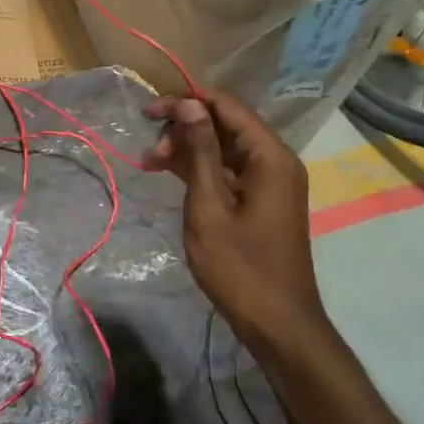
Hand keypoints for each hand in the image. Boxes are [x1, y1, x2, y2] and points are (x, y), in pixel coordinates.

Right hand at [145, 90, 325, 345]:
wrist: (276, 322)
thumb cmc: (239, 266)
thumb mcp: (210, 205)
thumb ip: (200, 151)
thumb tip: (189, 104)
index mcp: (269, 156)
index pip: (226, 106)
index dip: (186, 101)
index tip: (148, 113)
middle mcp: (274, 160)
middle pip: (225, 123)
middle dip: (184, 127)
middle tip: (150, 151)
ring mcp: (268, 181)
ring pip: (222, 146)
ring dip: (187, 148)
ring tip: (151, 163)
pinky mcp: (259, 199)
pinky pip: (226, 169)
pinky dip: (198, 168)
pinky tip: (168, 173)